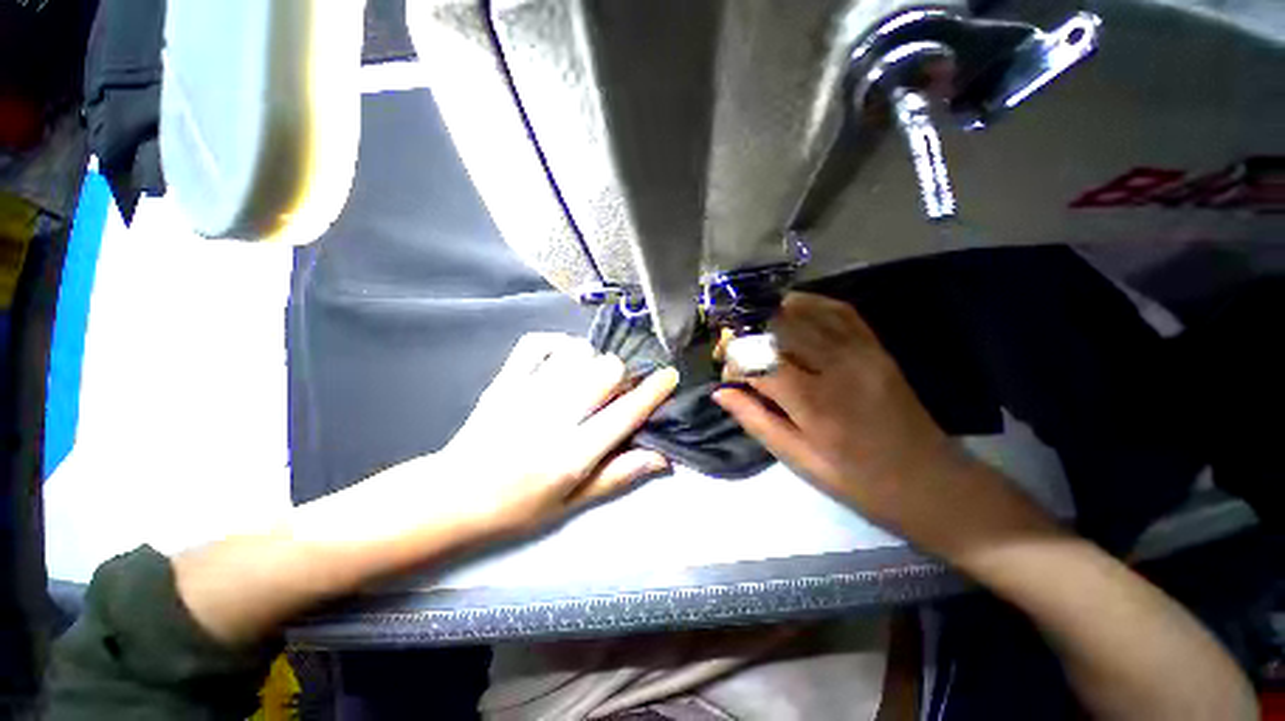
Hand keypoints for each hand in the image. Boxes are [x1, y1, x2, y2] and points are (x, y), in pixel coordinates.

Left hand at [435, 333, 678, 536]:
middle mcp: (554, 417)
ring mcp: (526, 393)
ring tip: (583, 378)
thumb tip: (662, 457)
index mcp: (572, 454)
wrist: (453, 496)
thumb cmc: (517, 507)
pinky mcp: (504, 380)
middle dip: (619, 376)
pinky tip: (559, 360)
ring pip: (577, 351)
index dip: (653, 391)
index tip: (669, 376)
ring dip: (590, 361)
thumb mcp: (572, 503)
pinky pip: (537, 342)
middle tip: (611, 392)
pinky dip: (556, 344)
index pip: (625, 413)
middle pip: (606, 369)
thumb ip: (618, 475)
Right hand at [713, 293, 963, 536]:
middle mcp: (838, 365)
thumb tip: (721, 392)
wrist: (932, 482)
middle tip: (736, 350)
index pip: (759, 361)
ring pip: (805, 311)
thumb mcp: (798, 459)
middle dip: (747, 333)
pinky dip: (809, 305)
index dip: (734, 362)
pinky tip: (791, 314)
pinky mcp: (876, 346)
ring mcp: (862, 350)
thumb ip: (755, 419)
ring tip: (755, 332)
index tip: (727, 375)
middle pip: (779, 326)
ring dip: (772, 315)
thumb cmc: (857, 480)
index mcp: (815, 402)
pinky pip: (838, 310)